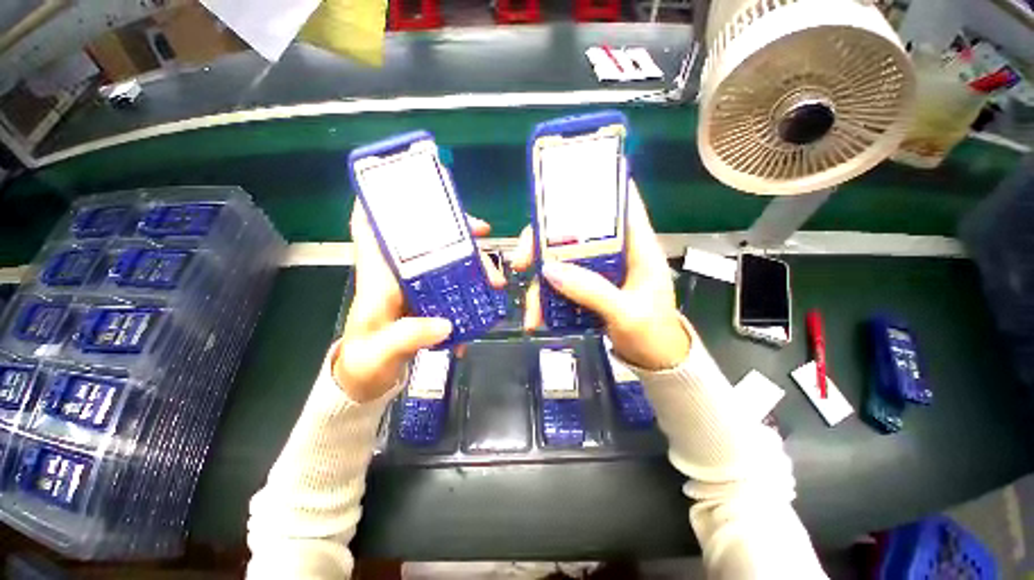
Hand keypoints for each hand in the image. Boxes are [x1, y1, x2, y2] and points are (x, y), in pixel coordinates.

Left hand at [334, 203, 504, 401]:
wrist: (368, 379)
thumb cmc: (366, 361)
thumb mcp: (382, 352)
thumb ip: (408, 337)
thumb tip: (445, 325)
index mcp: (378, 278)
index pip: (370, 228)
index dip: (384, 202)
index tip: (412, 188)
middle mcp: (397, 275)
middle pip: (422, 239)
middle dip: (452, 230)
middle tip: (482, 231)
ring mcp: (415, 287)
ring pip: (443, 259)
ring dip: (470, 260)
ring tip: (494, 276)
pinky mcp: (428, 299)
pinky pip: (452, 282)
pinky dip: (470, 284)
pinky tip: (485, 295)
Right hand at [512, 181, 690, 370]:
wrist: (655, 362)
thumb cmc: (653, 333)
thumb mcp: (627, 313)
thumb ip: (592, 291)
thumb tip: (549, 269)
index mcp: (637, 247)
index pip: (621, 203)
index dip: (596, 187)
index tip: (562, 186)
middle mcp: (615, 252)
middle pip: (575, 231)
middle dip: (543, 243)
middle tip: (521, 261)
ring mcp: (598, 270)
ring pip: (561, 260)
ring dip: (541, 281)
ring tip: (531, 310)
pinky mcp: (587, 287)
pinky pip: (561, 284)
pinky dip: (546, 299)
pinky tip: (537, 318)